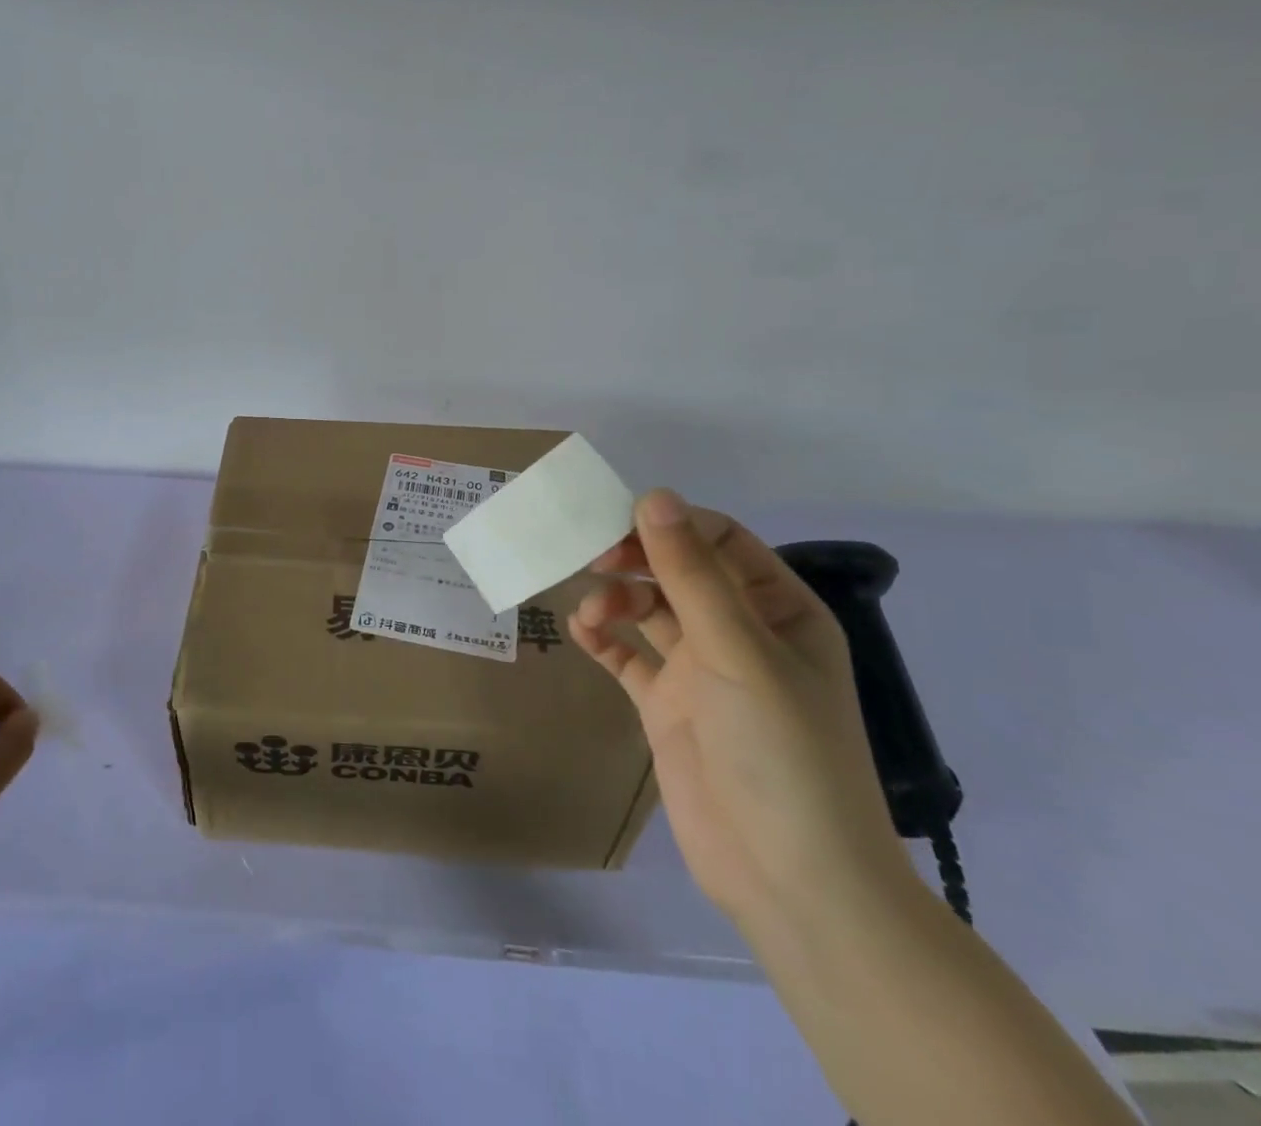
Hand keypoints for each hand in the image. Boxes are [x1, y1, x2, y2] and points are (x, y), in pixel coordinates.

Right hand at [570, 489, 910, 931]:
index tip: (617, 527)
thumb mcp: (738, 652)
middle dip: (635, 560)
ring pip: (649, 609)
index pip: (720, 541)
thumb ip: (691, 574)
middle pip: (678, 571)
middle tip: (592, 561)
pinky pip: (629, 657)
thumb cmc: (782, 751)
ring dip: (616, 599)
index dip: (669, 526)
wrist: (790, 878)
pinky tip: (583, 633)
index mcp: (780, 610)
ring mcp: (702, 671)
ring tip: (590, 613)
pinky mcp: (668, 707)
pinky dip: (604, 640)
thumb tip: (653, 495)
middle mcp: (741, 633)